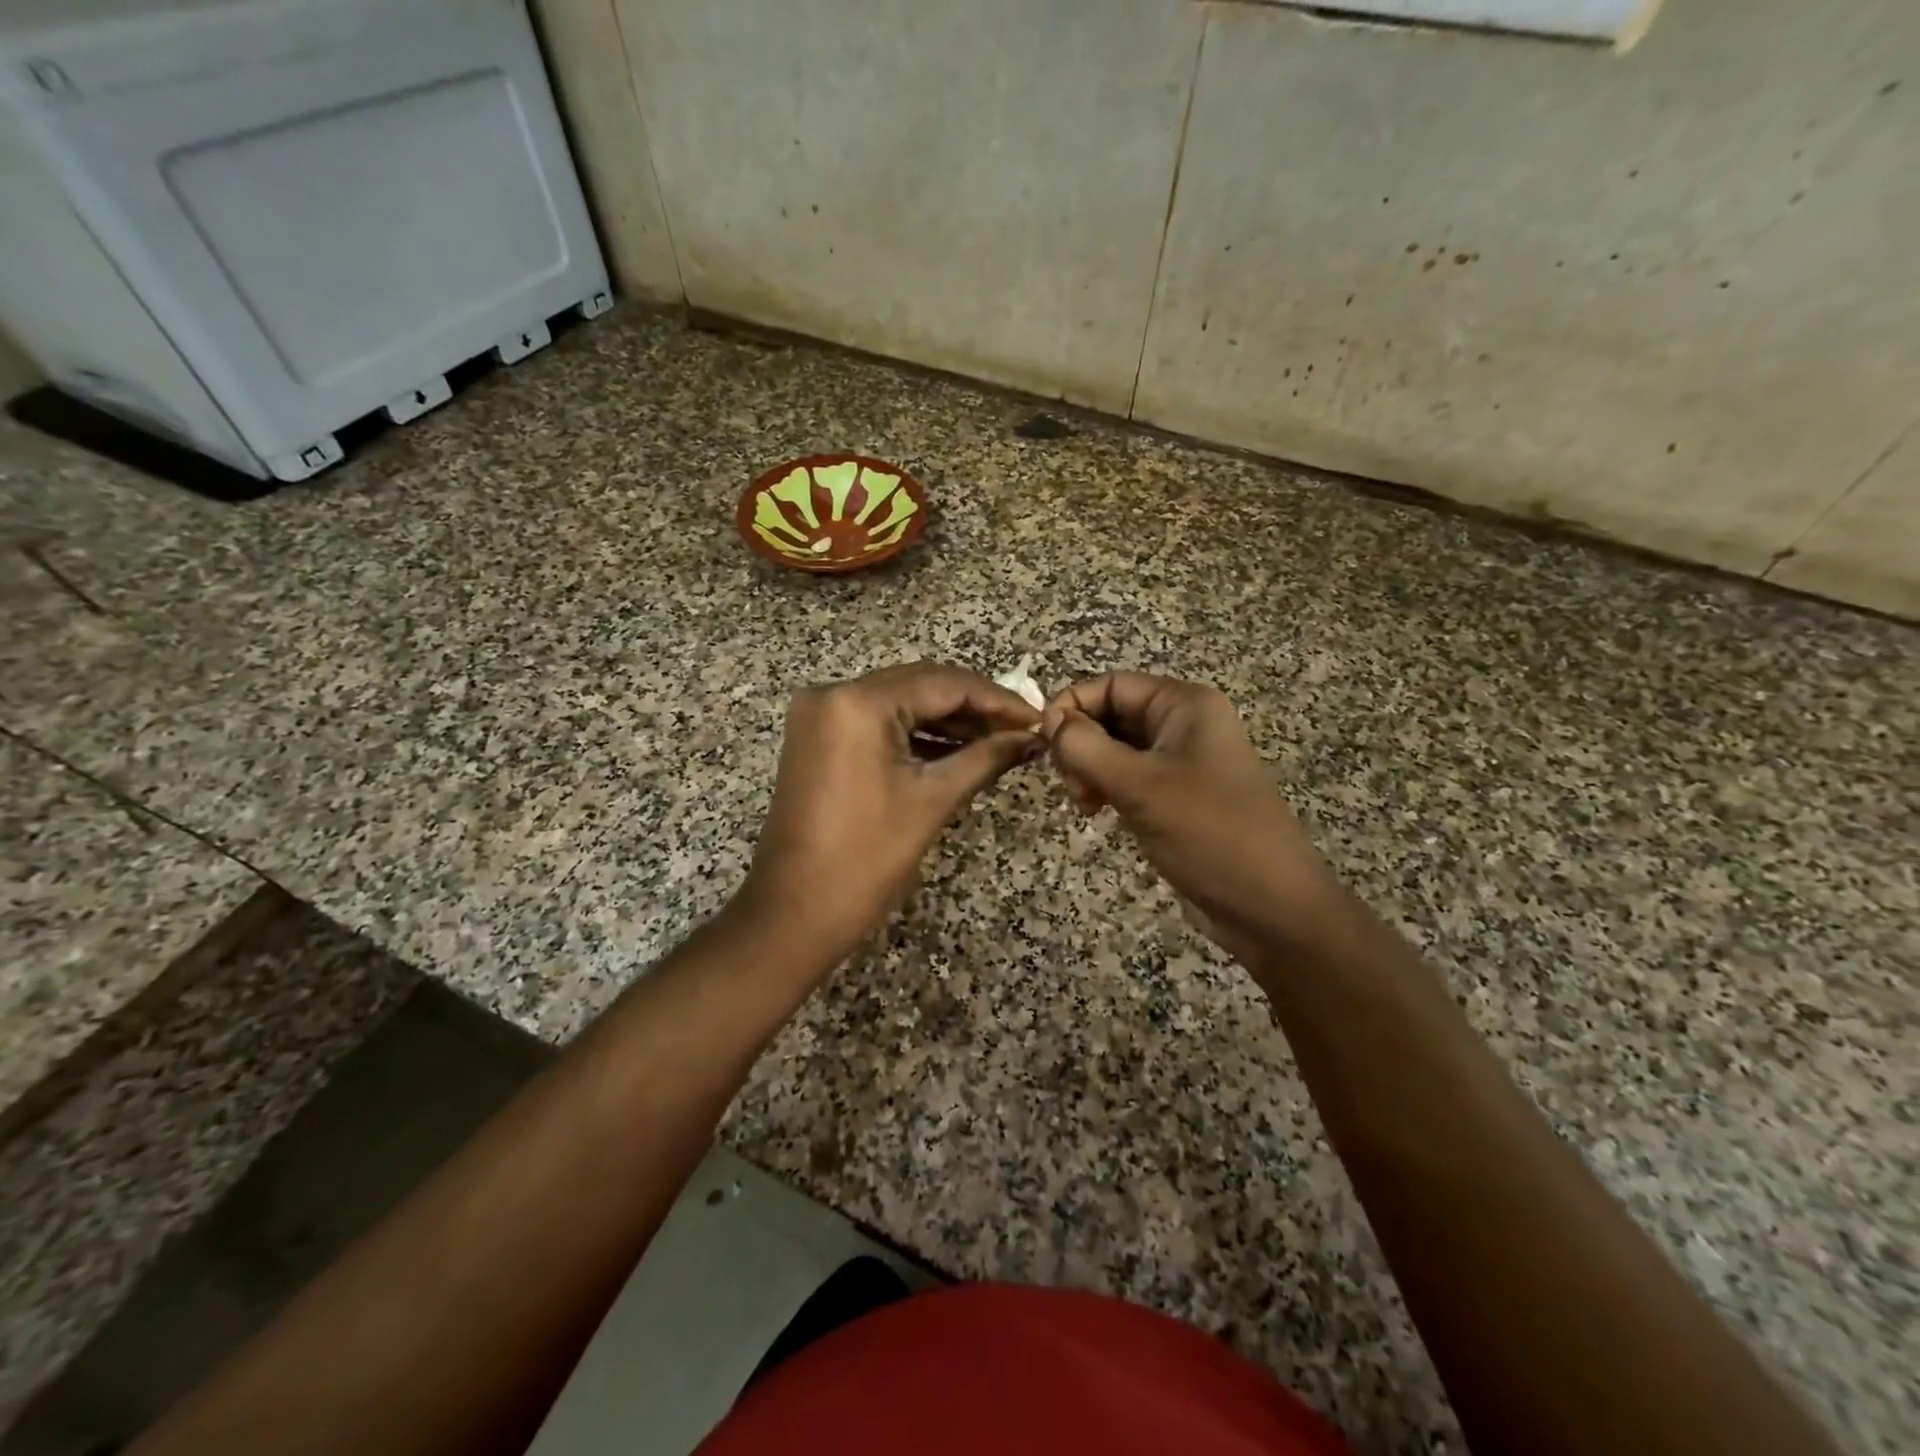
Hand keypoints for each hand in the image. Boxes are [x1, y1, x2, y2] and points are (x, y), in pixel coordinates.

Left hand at [737, 661, 1040, 963]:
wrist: (795, 912)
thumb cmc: (867, 859)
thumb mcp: (933, 800)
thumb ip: (985, 757)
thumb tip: (1029, 738)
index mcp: (859, 703)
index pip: (943, 684)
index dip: (996, 700)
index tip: (1036, 718)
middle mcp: (833, 693)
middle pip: (919, 685)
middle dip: (973, 706)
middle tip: (1020, 728)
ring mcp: (819, 715)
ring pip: (898, 702)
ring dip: (946, 720)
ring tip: (997, 741)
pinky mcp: (817, 738)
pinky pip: (876, 723)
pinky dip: (915, 734)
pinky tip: (956, 749)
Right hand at [1041, 672, 1342, 964]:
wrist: (1270, 906)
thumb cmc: (1208, 833)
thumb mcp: (1140, 785)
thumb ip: (1086, 747)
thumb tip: (1048, 719)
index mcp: (1184, 706)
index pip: (1112, 684)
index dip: (1072, 705)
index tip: (1043, 743)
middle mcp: (1183, 725)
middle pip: (1112, 714)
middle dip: (1080, 742)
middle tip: (1070, 783)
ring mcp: (1181, 762)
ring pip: (1115, 748)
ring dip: (1089, 769)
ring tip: (1084, 803)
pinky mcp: (1176, 796)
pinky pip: (1128, 777)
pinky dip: (1105, 788)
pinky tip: (1096, 811)